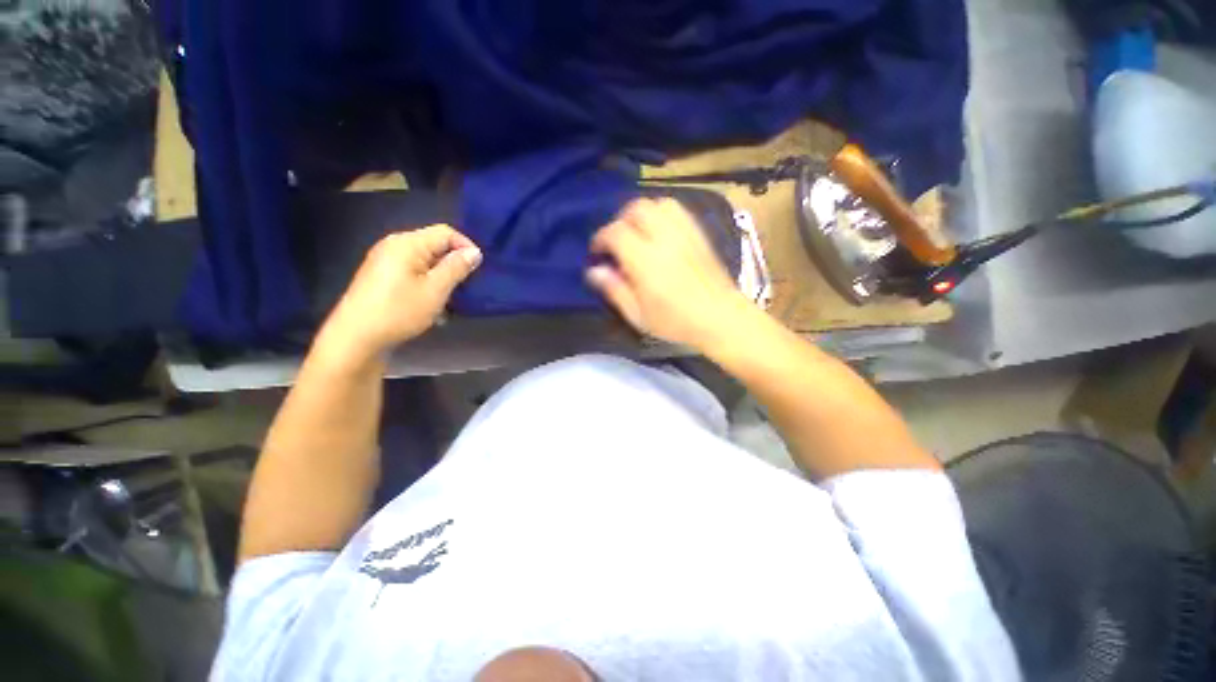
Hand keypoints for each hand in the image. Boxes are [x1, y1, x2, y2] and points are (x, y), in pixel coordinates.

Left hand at [318, 225, 481, 363]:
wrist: (356, 337)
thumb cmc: (399, 311)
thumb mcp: (435, 290)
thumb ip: (456, 268)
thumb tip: (474, 252)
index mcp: (407, 243)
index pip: (446, 232)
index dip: (466, 246)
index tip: (479, 269)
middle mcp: (395, 245)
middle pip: (435, 246)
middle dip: (454, 264)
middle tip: (467, 287)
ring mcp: (386, 261)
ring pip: (426, 261)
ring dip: (443, 278)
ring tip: (451, 301)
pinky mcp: (382, 276)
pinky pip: (414, 272)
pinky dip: (428, 284)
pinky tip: (432, 306)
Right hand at [587, 198, 751, 349]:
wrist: (721, 317)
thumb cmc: (676, 322)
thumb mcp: (638, 315)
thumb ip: (615, 290)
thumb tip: (594, 270)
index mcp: (646, 261)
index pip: (616, 232)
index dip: (600, 238)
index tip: (597, 252)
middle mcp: (664, 239)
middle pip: (637, 209)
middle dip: (620, 220)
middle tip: (616, 241)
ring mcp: (685, 232)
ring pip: (658, 204)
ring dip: (642, 214)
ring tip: (637, 234)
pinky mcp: (699, 233)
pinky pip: (678, 210)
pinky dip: (662, 214)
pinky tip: (659, 232)